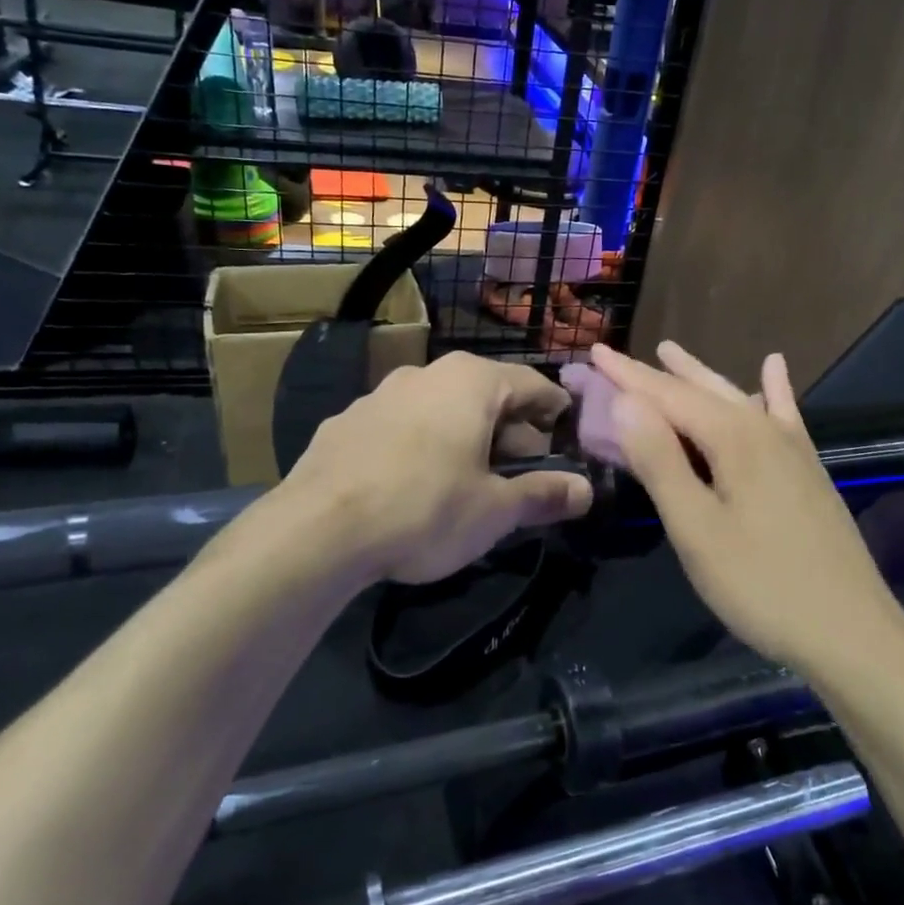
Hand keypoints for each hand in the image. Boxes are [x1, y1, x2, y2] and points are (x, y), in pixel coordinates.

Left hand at [282, 352, 592, 585]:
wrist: (317, 530)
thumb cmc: (425, 510)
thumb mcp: (495, 510)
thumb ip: (544, 495)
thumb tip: (586, 491)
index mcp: (471, 382)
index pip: (534, 385)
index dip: (557, 413)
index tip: (566, 439)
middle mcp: (426, 374)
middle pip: (486, 397)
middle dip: (510, 433)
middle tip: (521, 475)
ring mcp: (379, 395)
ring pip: (441, 411)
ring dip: (465, 439)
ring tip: (469, 483)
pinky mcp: (346, 423)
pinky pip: (401, 428)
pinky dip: (421, 447)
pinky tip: (414, 487)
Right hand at [590, 341, 903, 666]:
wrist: (850, 632)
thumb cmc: (761, 585)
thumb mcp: (696, 529)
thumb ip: (660, 462)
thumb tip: (627, 402)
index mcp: (733, 439)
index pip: (667, 395)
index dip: (627, 375)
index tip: (594, 351)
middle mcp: (764, 430)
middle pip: (700, 391)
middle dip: (656, 374)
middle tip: (618, 356)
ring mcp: (792, 450)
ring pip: (736, 398)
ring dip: (699, 376)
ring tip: (671, 353)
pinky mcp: (808, 471)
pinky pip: (783, 416)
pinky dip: (772, 390)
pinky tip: (773, 367)